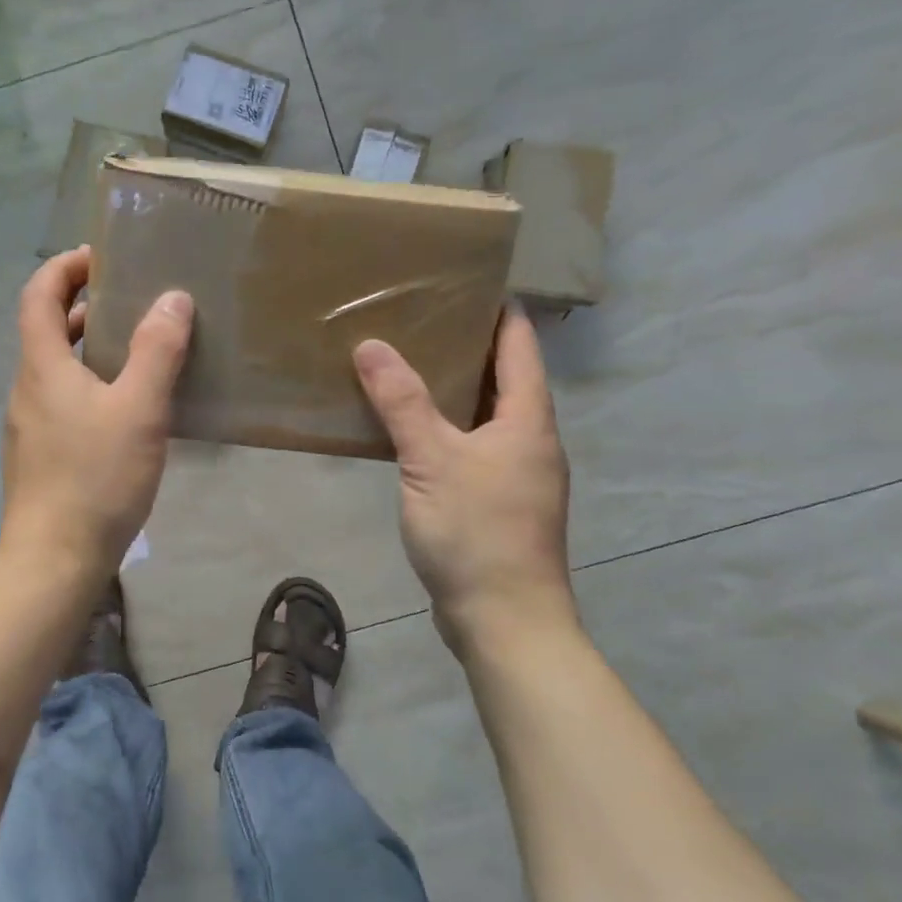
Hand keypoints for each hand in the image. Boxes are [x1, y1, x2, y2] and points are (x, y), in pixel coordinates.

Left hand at [1, 246, 193, 572]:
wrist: (55, 559)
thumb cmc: (96, 478)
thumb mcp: (138, 409)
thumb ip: (157, 351)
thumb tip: (172, 298)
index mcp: (42, 366)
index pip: (39, 294)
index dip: (65, 267)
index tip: (103, 257)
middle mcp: (27, 387)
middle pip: (47, 328)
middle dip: (86, 304)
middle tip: (134, 299)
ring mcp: (30, 423)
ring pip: (58, 367)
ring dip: (92, 346)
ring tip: (141, 347)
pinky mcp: (41, 453)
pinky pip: (64, 399)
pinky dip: (92, 382)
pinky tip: (129, 406)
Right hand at [353, 309, 573, 657]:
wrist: (504, 622)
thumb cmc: (477, 533)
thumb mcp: (432, 460)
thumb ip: (401, 402)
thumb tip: (371, 344)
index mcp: (527, 421)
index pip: (520, 346)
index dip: (500, 311)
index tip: (468, 280)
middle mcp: (531, 442)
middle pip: (505, 378)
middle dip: (469, 345)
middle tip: (421, 316)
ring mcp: (517, 475)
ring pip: (487, 415)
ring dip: (456, 388)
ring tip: (409, 363)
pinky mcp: (498, 503)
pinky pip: (473, 446)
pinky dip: (447, 427)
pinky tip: (412, 430)